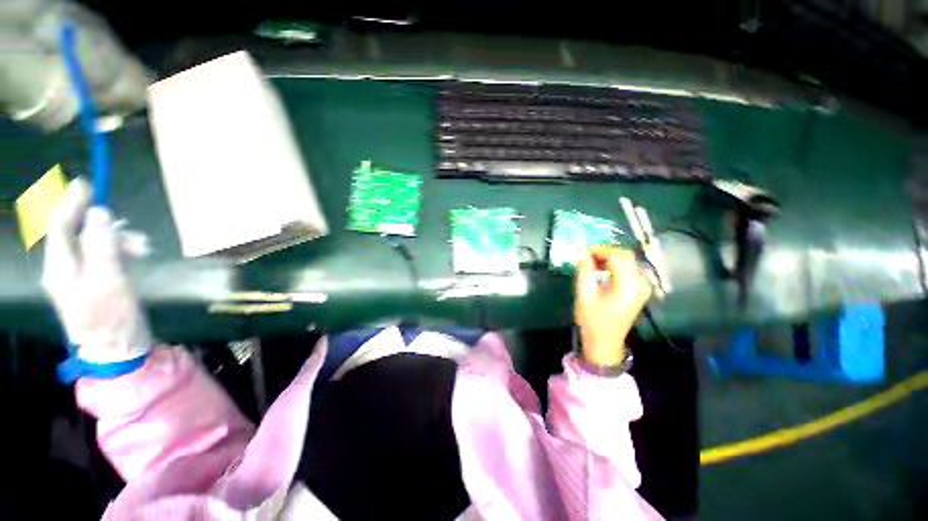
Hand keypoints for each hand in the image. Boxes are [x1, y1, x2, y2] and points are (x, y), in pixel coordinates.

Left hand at [42, 178, 151, 363]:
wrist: (118, 350)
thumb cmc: (112, 319)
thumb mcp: (109, 282)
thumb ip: (102, 247)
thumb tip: (99, 214)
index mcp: (60, 268)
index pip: (59, 227)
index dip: (71, 204)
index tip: (85, 184)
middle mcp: (64, 268)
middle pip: (78, 233)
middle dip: (104, 227)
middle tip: (133, 233)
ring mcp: (79, 275)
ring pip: (94, 242)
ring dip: (118, 239)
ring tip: (143, 248)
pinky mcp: (95, 280)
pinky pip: (103, 254)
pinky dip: (120, 249)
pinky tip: (136, 254)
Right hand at [574, 247, 651, 366]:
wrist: (605, 342)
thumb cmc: (592, 321)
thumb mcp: (584, 295)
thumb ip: (584, 271)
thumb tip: (582, 250)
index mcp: (627, 286)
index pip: (617, 256)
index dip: (600, 249)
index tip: (584, 250)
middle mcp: (640, 284)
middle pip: (626, 256)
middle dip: (605, 252)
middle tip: (587, 255)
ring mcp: (642, 287)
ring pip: (628, 260)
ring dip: (610, 258)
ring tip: (592, 262)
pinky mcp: (639, 290)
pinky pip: (629, 269)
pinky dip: (615, 265)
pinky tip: (602, 270)